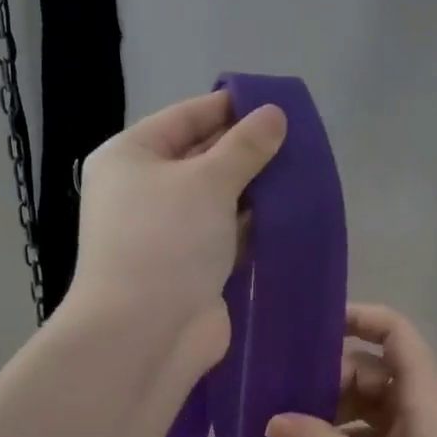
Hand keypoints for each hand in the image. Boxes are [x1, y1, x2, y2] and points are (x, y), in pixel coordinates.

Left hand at [65, 90, 286, 380]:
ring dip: (255, 190)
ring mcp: (167, 233)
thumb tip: (273, 114)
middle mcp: (143, 191)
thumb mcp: (208, 181)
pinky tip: (291, 214)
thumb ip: (245, 146)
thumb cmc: (166, 240)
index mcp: (130, 157)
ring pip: (218, 200)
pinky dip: (253, 226)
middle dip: (247, 150)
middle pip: (201, 157)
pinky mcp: (190, 267)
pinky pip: (226, 235)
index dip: (229, 106)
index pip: (185, 117)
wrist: (145, 333)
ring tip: (305, 172)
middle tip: (300, 140)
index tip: (276, 102)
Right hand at [266, 304, 436, 436]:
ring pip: (374, 404)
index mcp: (423, 393)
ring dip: (336, 411)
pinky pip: (379, 435)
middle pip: (374, 369)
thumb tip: (272, 420)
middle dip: (331, 376)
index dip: (357, 318)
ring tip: (290, 426)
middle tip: (285, 396)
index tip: (310, 329)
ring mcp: (425, 435)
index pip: (394, 330)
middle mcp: (425, 404)